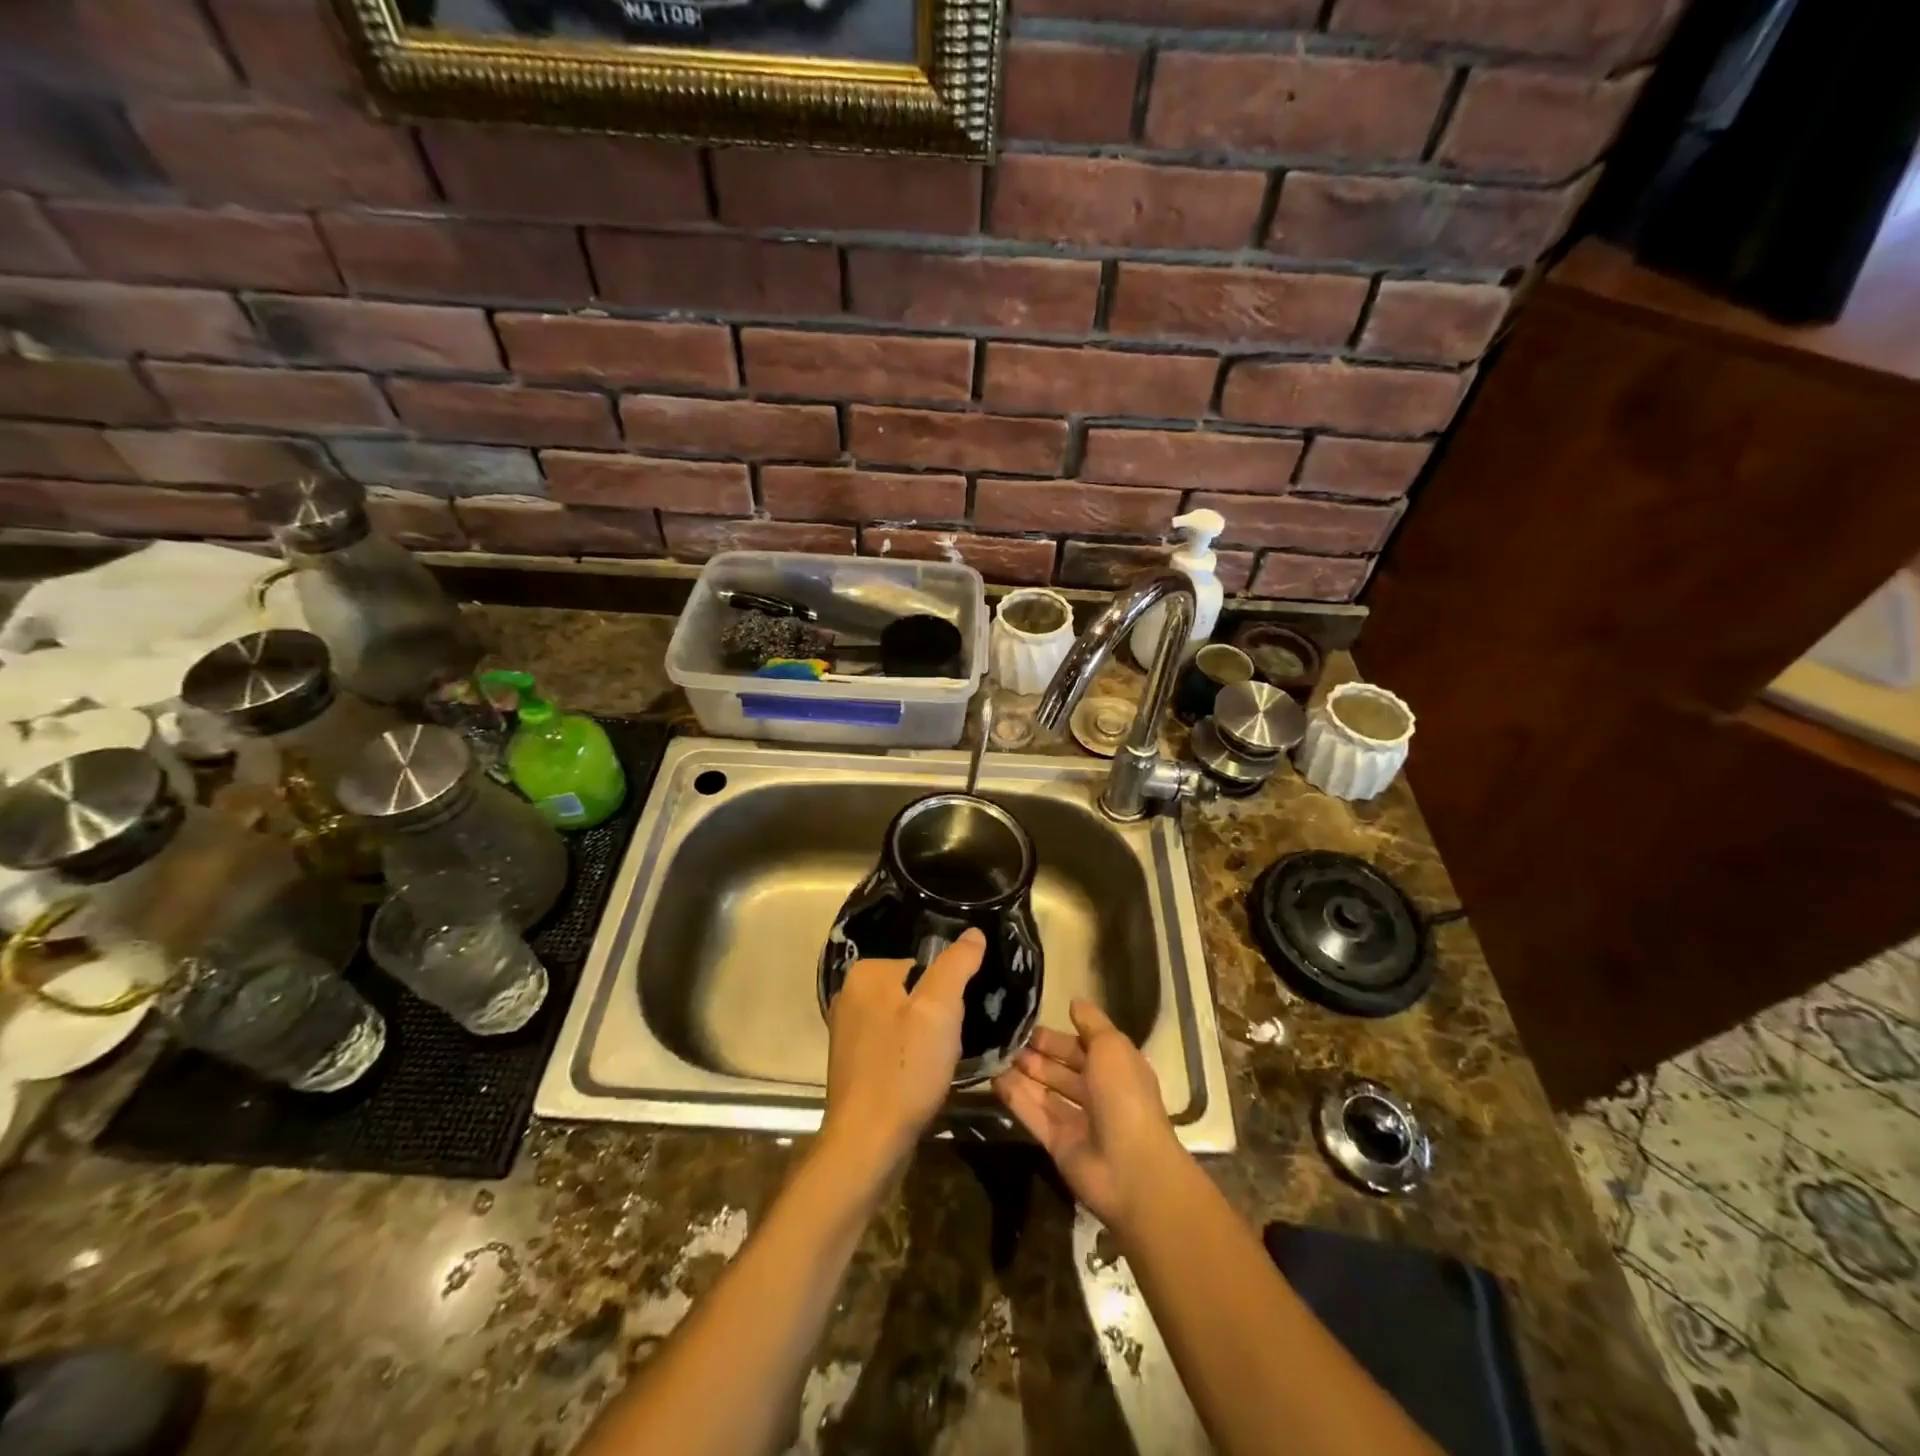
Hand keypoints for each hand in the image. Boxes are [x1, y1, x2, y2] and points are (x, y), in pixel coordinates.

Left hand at [819, 930, 984, 1182]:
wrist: (867, 1143)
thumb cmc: (905, 1070)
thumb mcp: (940, 1010)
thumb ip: (956, 966)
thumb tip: (973, 933)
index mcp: (866, 973)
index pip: (922, 963)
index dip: (946, 990)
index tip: (954, 1018)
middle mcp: (849, 995)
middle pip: (913, 990)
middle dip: (934, 1014)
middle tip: (946, 1043)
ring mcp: (847, 1031)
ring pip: (904, 1019)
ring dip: (923, 1037)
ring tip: (935, 1062)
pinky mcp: (852, 1062)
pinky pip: (891, 1043)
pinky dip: (908, 1056)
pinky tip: (919, 1078)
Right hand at [993, 998, 1186, 1229]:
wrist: (1131, 1169)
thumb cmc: (1124, 1096)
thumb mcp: (1112, 1046)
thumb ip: (1091, 1023)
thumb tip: (1074, 1001)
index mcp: (1116, 1069)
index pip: (1083, 1047)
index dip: (1058, 1037)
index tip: (1029, 1026)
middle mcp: (1098, 1093)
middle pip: (1062, 1070)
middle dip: (1037, 1055)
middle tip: (1007, 1041)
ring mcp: (1078, 1121)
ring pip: (1046, 1092)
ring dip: (1023, 1074)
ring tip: (995, 1057)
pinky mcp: (1058, 1144)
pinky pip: (1034, 1115)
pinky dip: (1015, 1098)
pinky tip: (994, 1081)